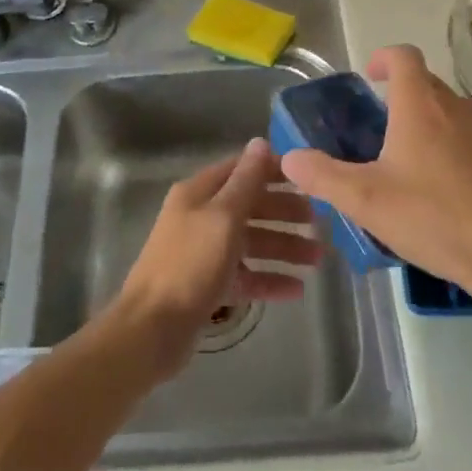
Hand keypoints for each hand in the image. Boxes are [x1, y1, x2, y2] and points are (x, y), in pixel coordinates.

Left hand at [111, 137, 321, 378]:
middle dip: (284, 213)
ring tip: (318, 259)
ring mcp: (204, 252)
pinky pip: (245, 275)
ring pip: (251, 242)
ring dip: (283, 248)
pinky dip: (268, 279)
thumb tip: (260, 141)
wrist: (151, 329)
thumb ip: (246, 180)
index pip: (242, 170)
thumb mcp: (223, 217)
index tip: (309, 179)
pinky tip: (296, 289)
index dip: (274, 171)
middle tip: (320, 223)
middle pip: (250, 207)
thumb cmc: (190, 265)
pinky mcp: (208, 286)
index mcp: (199, 193)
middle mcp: (201, 217)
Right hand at [280, 44, 471, 303]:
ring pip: (447, 111)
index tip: (367, 77)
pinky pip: (467, 137)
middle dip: (398, 93)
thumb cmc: (434, 218)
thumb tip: (290, 158)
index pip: (403, 56)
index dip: (382, 58)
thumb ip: (323, 176)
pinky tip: (436, 188)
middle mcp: (455, 108)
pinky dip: (447, 145)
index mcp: (420, 106)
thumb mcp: (366, 201)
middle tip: (374, 126)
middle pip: (424, 82)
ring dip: (423, 120)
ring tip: (402, 159)